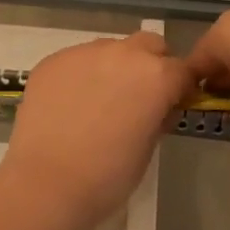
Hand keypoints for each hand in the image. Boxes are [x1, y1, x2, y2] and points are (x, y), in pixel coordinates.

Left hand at [1, 31, 191, 221]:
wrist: (46, 183)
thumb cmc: (108, 175)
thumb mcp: (148, 147)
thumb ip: (158, 116)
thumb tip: (158, 107)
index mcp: (156, 75)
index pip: (182, 70)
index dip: (180, 89)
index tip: (172, 106)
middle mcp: (123, 54)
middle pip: (149, 46)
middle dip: (151, 65)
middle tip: (138, 98)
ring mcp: (84, 53)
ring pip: (110, 49)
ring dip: (114, 67)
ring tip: (99, 101)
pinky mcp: (52, 61)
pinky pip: (77, 60)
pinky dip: (81, 75)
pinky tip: (70, 104)